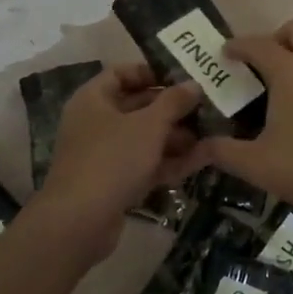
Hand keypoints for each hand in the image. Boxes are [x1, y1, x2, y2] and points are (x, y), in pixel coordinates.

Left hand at [34, 66, 205, 262]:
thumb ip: (174, 101)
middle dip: (172, 108)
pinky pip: (145, 163)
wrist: (80, 222)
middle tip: (206, 105)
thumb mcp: (149, 125)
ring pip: (144, 138)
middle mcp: (95, 123)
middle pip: (137, 106)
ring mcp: (104, 155)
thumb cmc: (112, 159)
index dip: (151, 72)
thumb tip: (194, 84)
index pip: (121, 73)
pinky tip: (203, 158)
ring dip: (176, 136)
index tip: (182, 76)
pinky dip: (170, 160)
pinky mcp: (114, 183)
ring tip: (212, 132)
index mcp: (93, 99)